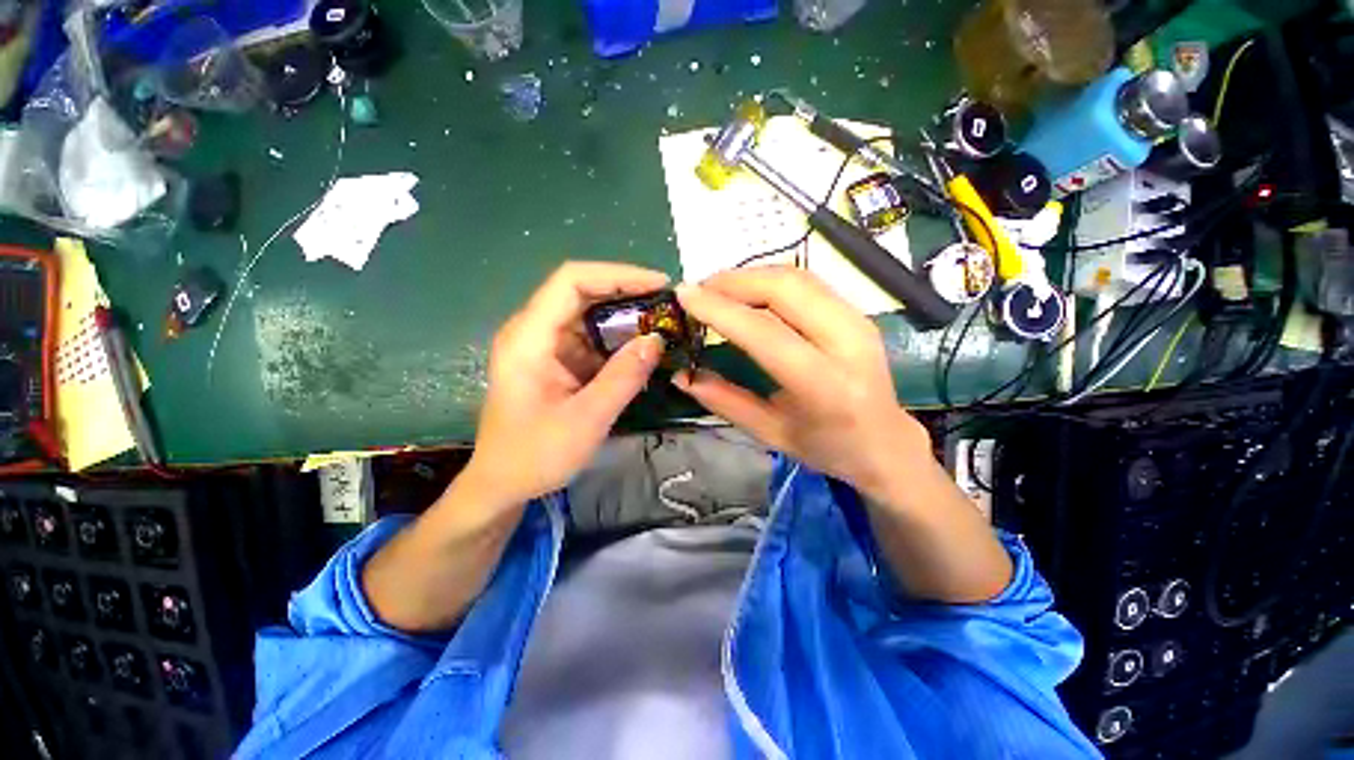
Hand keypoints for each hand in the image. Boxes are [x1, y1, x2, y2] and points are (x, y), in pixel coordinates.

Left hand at [463, 261, 669, 508]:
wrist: (502, 484)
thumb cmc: (535, 455)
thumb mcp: (586, 420)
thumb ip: (623, 378)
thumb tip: (656, 340)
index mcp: (529, 338)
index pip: (572, 281)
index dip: (617, 275)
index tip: (658, 284)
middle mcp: (534, 331)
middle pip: (582, 292)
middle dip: (627, 294)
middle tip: (668, 306)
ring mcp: (545, 346)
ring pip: (589, 314)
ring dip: (626, 318)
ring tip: (662, 325)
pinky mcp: (556, 360)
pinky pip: (591, 339)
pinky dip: (618, 341)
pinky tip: (642, 350)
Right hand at [674, 267, 932, 502]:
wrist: (886, 442)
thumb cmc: (827, 447)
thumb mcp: (771, 433)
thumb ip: (725, 401)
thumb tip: (681, 375)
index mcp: (826, 386)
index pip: (766, 333)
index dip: (721, 310)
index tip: (685, 295)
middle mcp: (848, 343)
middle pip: (786, 288)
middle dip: (734, 281)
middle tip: (699, 290)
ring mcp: (858, 321)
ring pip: (797, 276)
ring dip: (751, 275)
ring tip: (717, 289)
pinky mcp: (857, 312)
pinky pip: (807, 282)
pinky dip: (770, 280)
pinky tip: (747, 292)